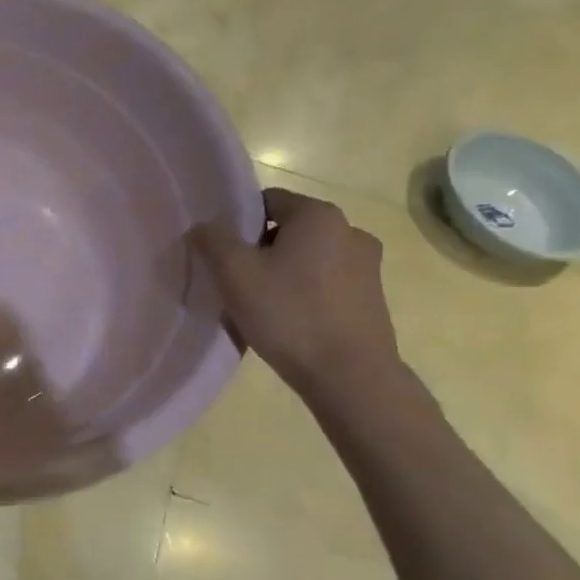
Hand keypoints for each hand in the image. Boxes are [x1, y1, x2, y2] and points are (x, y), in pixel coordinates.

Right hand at [192, 188, 400, 395]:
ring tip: (261, 306)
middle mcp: (350, 230)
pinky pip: (326, 283)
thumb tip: (205, 227)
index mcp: (318, 215)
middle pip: (287, 230)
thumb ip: (212, 239)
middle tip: (237, 282)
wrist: (350, 378)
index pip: (266, 201)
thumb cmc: (289, 315)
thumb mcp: (234, 273)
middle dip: (259, 250)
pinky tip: (289, 322)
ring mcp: (367, 266)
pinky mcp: (373, 298)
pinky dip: (304, 294)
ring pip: (307, 258)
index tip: (223, 255)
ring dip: (282, 273)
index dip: (238, 224)